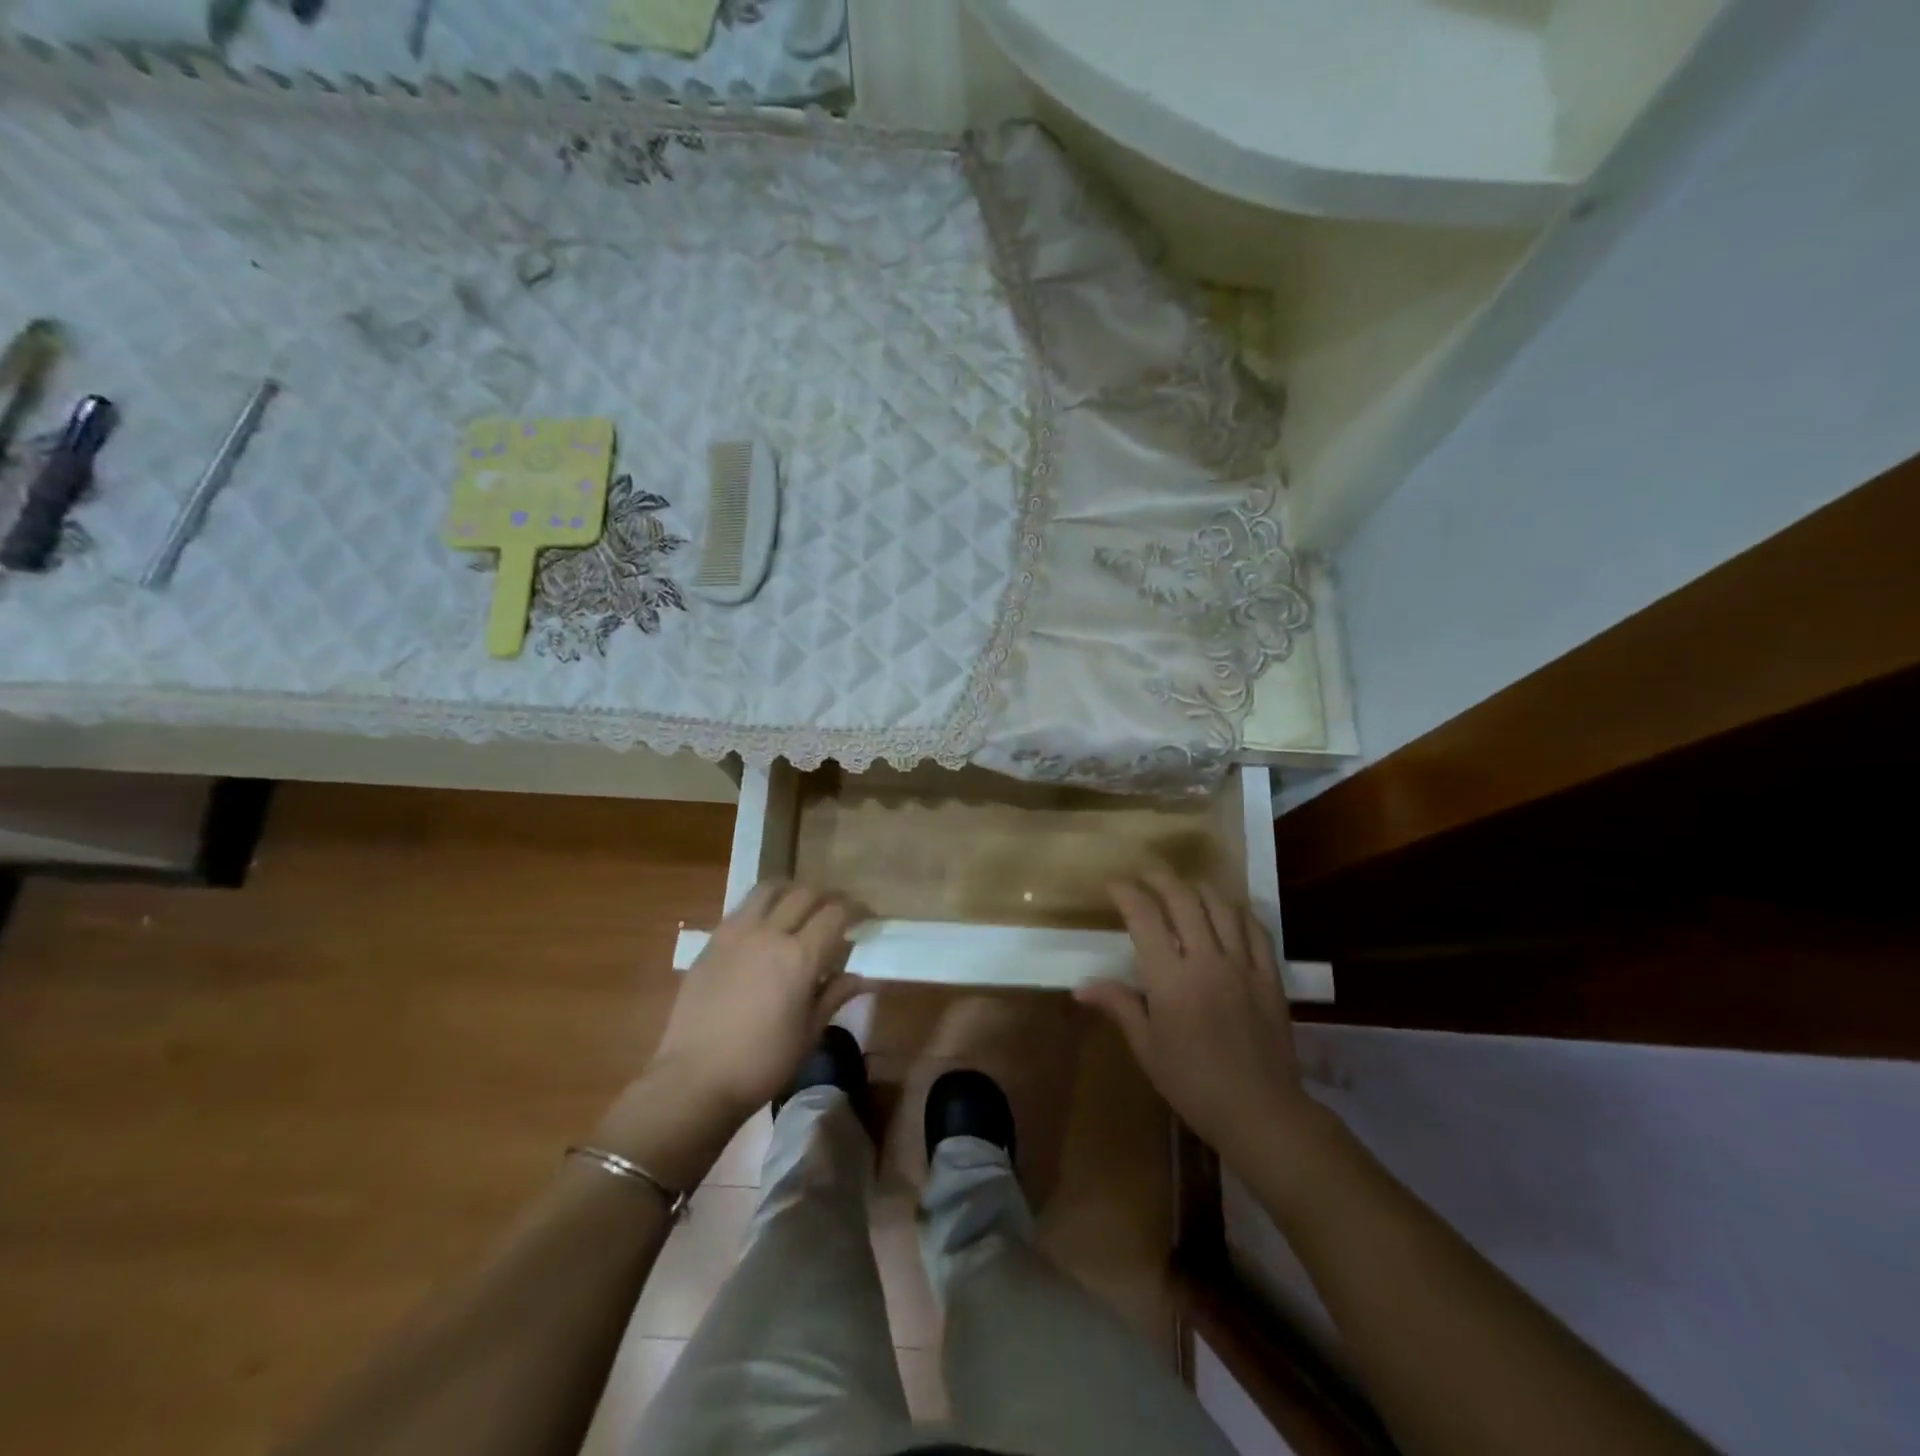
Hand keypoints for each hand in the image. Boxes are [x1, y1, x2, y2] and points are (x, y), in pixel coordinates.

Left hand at [649, 881, 868, 1123]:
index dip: (856, 910)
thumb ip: (835, 995)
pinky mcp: (712, 941)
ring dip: (792, 892)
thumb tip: (864, 977)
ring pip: (770, 889)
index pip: (836, 913)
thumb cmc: (761, 1064)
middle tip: (836, 915)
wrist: (694, 1079)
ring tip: (799, 909)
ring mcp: (736, 933)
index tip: (865, 919)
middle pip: (806, 893)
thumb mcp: (808, 1033)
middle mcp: (769, 933)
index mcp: (800, 957)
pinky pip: (743, 908)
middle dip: (827, 898)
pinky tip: (765, 929)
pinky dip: (763, 907)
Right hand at [1076, 872, 1311, 1166]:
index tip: (1114, 884)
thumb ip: (1118, 1006)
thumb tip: (1080, 987)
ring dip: (1198, 887)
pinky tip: (1228, 909)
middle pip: (1183, 899)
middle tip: (1145, 874)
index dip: (1126, 892)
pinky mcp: (1269, 976)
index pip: (1144, 916)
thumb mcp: (1147, 1049)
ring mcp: (1242, 964)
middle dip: (1160, 878)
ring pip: (1221, 906)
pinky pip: (1255, 929)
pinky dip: (1237, 911)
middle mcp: (1206, 959)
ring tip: (1183, 885)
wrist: (1260, 1112)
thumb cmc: (1193, 1083)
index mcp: (1170, 978)